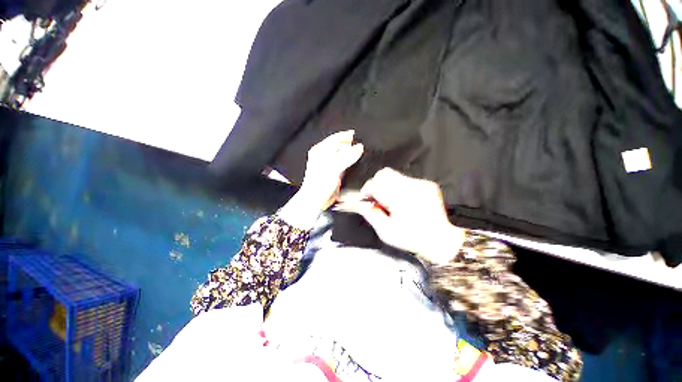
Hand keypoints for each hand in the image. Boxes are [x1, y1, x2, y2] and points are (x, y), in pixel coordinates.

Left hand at [298, 130, 363, 210]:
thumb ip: (347, 155)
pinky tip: (353, 164)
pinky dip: (349, 162)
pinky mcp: (332, 172)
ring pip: (341, 154)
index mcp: (320, 150)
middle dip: (349, 144)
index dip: (346, 135)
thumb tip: (358, 147)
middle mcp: (323, 156)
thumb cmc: (318, 184)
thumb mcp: (334, 167)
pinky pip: (343, 163)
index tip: (356, 135)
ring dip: (350, 153)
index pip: (335, 138)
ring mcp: (328, 164)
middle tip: (359, 144)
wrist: (316, 199)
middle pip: (339, 145)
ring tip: (358, 153)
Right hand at [336, 168, 463, 263]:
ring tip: (390, 200)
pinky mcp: (427, 184)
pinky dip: (399, 187)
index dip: (367, 190)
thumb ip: (372, 216)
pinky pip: (406, 179)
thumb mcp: (387, 233)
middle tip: (377, 198)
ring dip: (387, 185)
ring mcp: (420, 184)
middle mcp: (411, 187)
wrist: (442, 240)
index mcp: (400, 199)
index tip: (366, 198)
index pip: (376, 184)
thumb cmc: (414, 239)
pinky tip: (403, 200)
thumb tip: (362, 205)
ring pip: (394, 175)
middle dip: (376, 184)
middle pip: (384, 174)